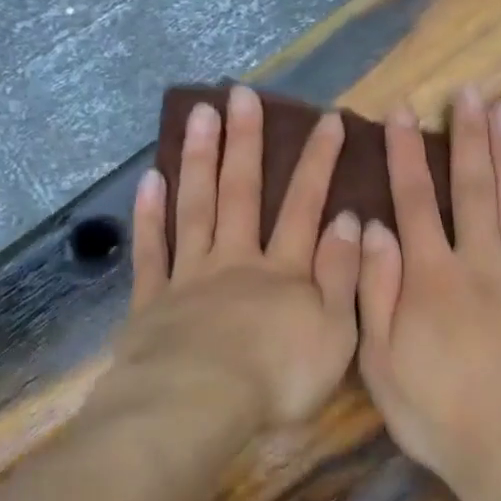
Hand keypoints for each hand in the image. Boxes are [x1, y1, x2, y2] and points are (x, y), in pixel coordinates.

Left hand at [104, 84, 362, 431]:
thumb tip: (350, 221)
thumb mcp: (335, 334)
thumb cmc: (277, 378)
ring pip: (196, 208)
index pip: (304, 206)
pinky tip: (150, 179)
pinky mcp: (153, 301)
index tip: (328, 119)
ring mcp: (191, 277)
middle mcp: (236, 261)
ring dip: (199, 160)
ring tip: (199, 115)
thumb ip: (343, 275)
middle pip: (241, 193)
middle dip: (246, 142)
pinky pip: (153, 251)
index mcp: (284, 272)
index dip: (318, 162)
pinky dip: (150, 215)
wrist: (199, 406)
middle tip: (242, 94)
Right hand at [356, 88, 500, 491]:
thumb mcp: (380, 362)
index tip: (402, 112)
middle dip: (469, 135)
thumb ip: (374, 291)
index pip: (414, 200)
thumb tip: (371, 226)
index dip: (405, 153)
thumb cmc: (437, 413)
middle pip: (474, 186)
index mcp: (431, 277)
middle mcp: (480, 262)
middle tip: (470, 92)